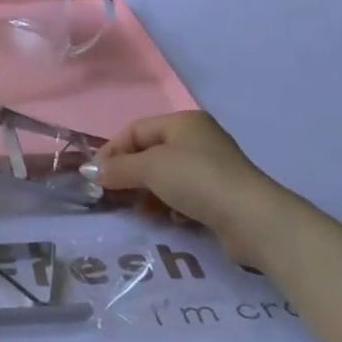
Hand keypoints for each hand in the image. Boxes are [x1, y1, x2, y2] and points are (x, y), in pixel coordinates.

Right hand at [94, 111, 276, 235]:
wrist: (252, 219)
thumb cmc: (197, 180)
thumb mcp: (150, 168)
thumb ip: (118, 168)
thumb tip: (89, 171)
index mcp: (183, 122)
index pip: (136, 129)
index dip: (112, 150)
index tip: (95, 176)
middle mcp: (198, 139)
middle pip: (150, 153)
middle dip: (129, 173)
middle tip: (112, 194)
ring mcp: (211, 167)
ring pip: (166, 176)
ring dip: (148, 192)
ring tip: (140, 209)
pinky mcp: (219, 195)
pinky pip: (184, 195)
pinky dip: (171, 205)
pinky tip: (170, 218)